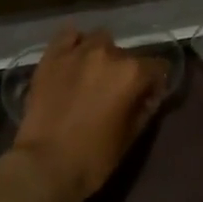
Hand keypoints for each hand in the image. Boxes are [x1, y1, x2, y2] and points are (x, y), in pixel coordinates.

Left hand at [11, 27, 164, 201]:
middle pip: (127, 55)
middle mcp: (108, 53)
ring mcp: (77, 51)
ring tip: (92, 74)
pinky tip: (73, 58)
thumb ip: (144, 109)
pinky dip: (75, 43)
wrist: (44, 165)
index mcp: (132, 73)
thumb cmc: (94, 158)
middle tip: (115, 93)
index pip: (157, 67)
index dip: (154, 84)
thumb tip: (148, 95)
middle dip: (125, 72)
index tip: (146, 98)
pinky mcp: (52, 56)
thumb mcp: (130, 137)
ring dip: (102, 55)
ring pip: (99, 40)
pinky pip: (68, 35)